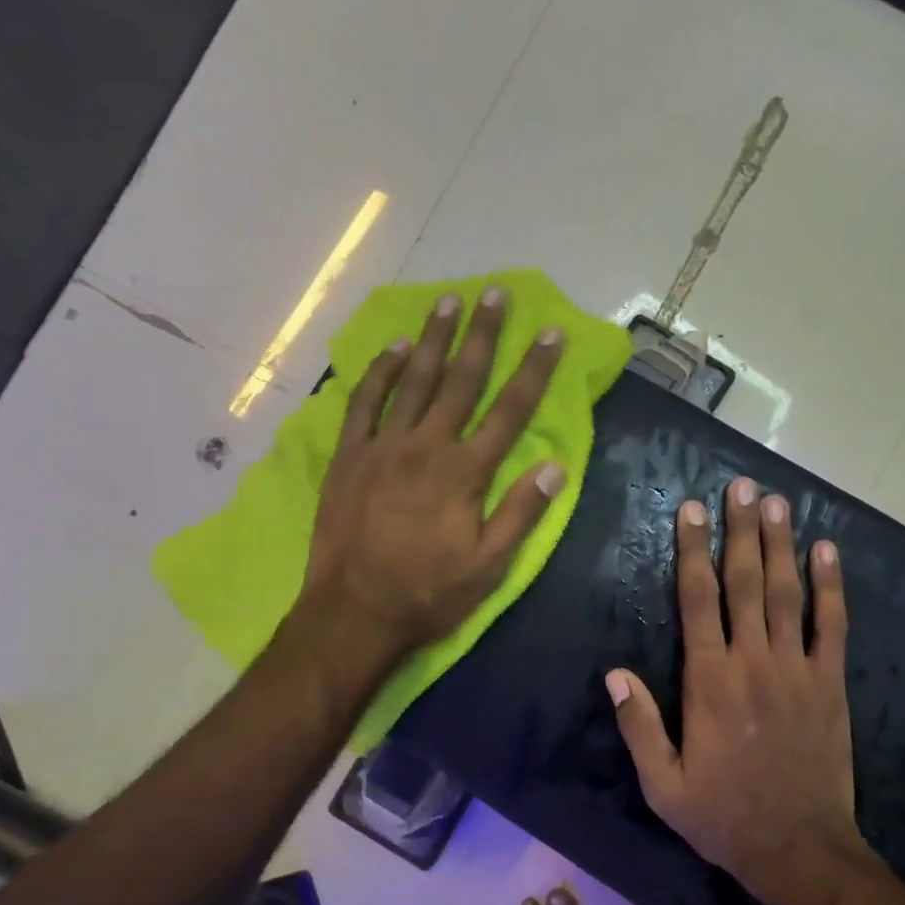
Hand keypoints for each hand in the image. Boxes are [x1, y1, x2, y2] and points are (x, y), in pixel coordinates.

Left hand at [298, 286, 566, 657]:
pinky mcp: (349, 457)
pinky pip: (364, 403)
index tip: (550, 333)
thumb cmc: (428, 594)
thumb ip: (521, 513)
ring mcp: (383, 448)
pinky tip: (395, 349)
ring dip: (433, 340)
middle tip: (494, 292)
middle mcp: (426, 447)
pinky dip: (380, 372)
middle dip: (482, 335)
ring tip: (448, 302)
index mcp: (465, 473)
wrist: (354, 612)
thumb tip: (555, 467)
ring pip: (413, 381)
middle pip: (461, 381)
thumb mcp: (489, 567)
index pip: (509, 412)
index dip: (534, 371)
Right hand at [607, 477, 859, 897]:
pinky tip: (827, 551)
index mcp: (709, 682)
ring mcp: (798, 669)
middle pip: (745, 583)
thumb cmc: (723, 817)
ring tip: (776, 501)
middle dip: (740, 531)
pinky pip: (833, 625)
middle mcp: (754, 663)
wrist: (798, 848)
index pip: (698, 601)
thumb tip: (614, 673)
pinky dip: (831, 586)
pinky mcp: (831, 684)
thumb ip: (638, 725)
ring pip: (787, 594)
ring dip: (781, 544)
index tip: (690, 510)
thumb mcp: (662, 784)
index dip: (693, 552)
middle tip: (740, 486)